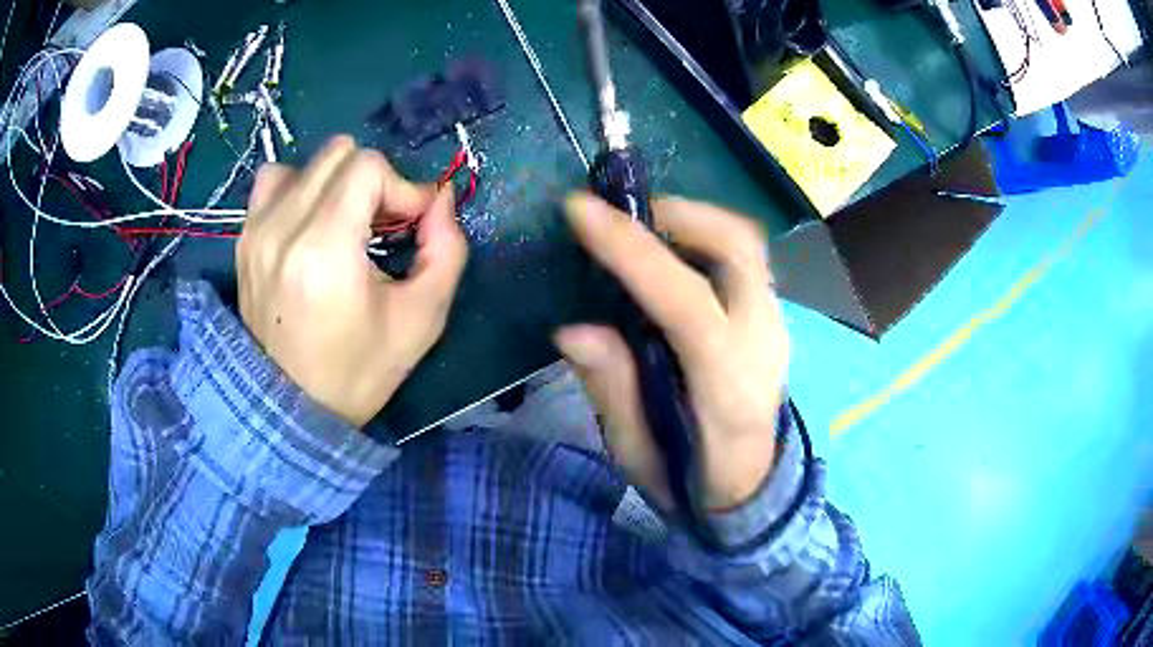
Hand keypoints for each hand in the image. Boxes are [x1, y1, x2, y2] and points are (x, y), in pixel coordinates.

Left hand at [238, 136, 467, 426]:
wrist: (289, 411)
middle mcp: (282, 227)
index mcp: (325, 249)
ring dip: (338, 183)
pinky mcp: (244, 239)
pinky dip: (300, 188)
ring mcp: (256, 230)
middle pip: (340, 153)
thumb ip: (447, 249)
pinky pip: (273, 180)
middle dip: (375, 182)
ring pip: (308, 162)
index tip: (414, 226)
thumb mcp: (422, 320)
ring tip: (346, 224)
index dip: (403, 187)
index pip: (368, 167)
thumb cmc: (358, 372)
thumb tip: (441, 197)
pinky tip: (310, 222)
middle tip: (382, 226)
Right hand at [555, 194, 787, 510]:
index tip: (580, 211)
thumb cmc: (691, 479)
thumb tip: (572, 329)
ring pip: (745, 243)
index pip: (685, 302)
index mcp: (727, 387)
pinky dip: (705, 238)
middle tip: (621, 216)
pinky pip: (744, 257)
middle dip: (675, 214)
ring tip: (642, 228)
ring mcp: (776, 324)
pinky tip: (672, 253)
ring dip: (692, 219)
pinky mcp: (774, 317)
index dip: (631, 251)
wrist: (752, 488)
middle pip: (736, 248)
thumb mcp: (637, 453)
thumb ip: (612, 390)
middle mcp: (763, 343)